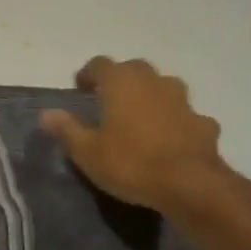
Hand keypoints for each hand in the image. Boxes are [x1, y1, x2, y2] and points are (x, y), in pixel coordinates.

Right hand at [40, 57, 230, 213]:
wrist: (191, 185)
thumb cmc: (131, 163)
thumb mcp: (88, 152)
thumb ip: (67, 129)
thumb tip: (46, 114)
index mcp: (121, 82)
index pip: (99, 64)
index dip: (88, 74)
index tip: (81, 89)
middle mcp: (153, 81)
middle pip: (134, 69)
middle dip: (122, 81)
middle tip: (110, 102)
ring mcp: (182, 101)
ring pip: (164, 88)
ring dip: (153, 97)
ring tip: (142, 119)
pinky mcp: (203, 123)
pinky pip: (186, 116)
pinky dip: (177, 123)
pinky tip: (173, 141)